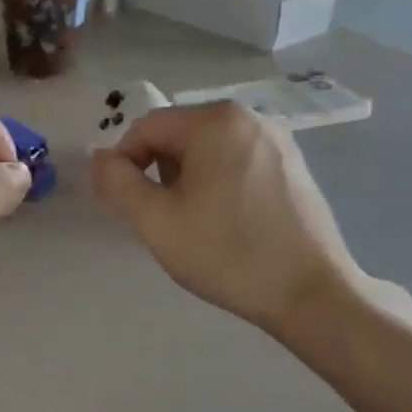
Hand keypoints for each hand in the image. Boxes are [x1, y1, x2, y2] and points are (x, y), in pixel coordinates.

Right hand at [90, 102, 361, 334]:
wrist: (311, 294)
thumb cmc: (227, 254)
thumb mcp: (156, 221)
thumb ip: (117, 182)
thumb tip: (99, 157)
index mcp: (215, 121)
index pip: (146, 128)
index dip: (124, 164)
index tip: (127, 206)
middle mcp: (249, 117)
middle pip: (179, 135)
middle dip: (159, 172)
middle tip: (164, 219)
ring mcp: (278, 140)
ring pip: (209, 149)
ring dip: (188, 179)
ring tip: (197, 224)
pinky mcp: (294, 165)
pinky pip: (238, 161)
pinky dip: (220, 182)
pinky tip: (229, 222)